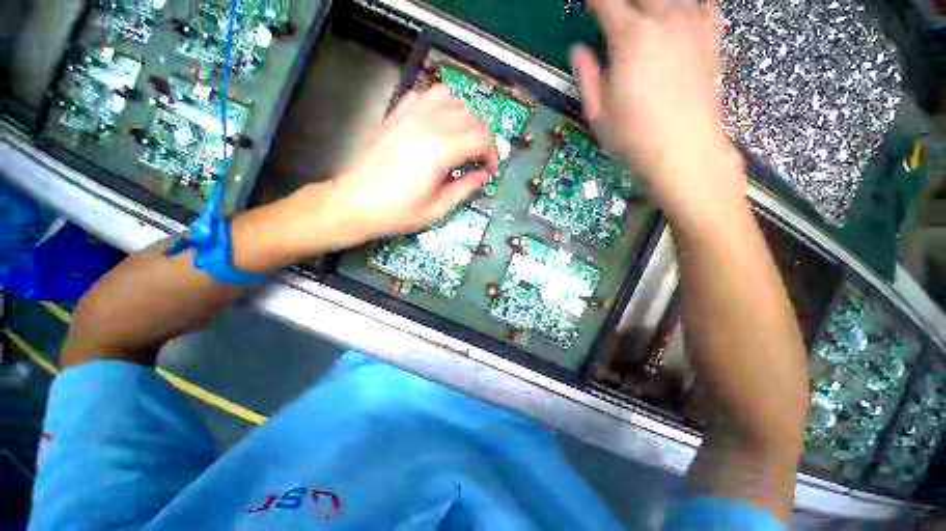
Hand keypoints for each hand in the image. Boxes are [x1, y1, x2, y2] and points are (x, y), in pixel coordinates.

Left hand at [330, 85, 498, 240]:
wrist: (356, 203)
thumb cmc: (398, 211)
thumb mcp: (438, 208)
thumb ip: (465, 187)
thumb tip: (483, 175)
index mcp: (441, 149)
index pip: (481, 138)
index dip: (492, 154)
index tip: (489, 170)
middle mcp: (428, 124)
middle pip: (470, 118)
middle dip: (482, 139)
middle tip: (478, 160)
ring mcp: (409, 116)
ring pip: (450, 99)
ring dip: (463, 118)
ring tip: (461, 140)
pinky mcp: (396, 116)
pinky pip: (424, 96)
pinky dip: (439, 106)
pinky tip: (438, 125)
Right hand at [571, 0, 745, 218]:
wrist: (684, 151)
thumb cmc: (634, 136)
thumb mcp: (598, 112)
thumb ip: (586, 75)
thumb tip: (578, 50)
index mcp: (631, 38)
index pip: (605, 1)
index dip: (591, 0)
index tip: (585, 4)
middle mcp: (664, 19)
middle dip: (620, 0)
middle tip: (612, 11)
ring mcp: (692, 23)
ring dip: (650, 3)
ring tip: (641, 14)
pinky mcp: (710, 35)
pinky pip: (702, 1)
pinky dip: (685, 4)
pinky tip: (676, 12)